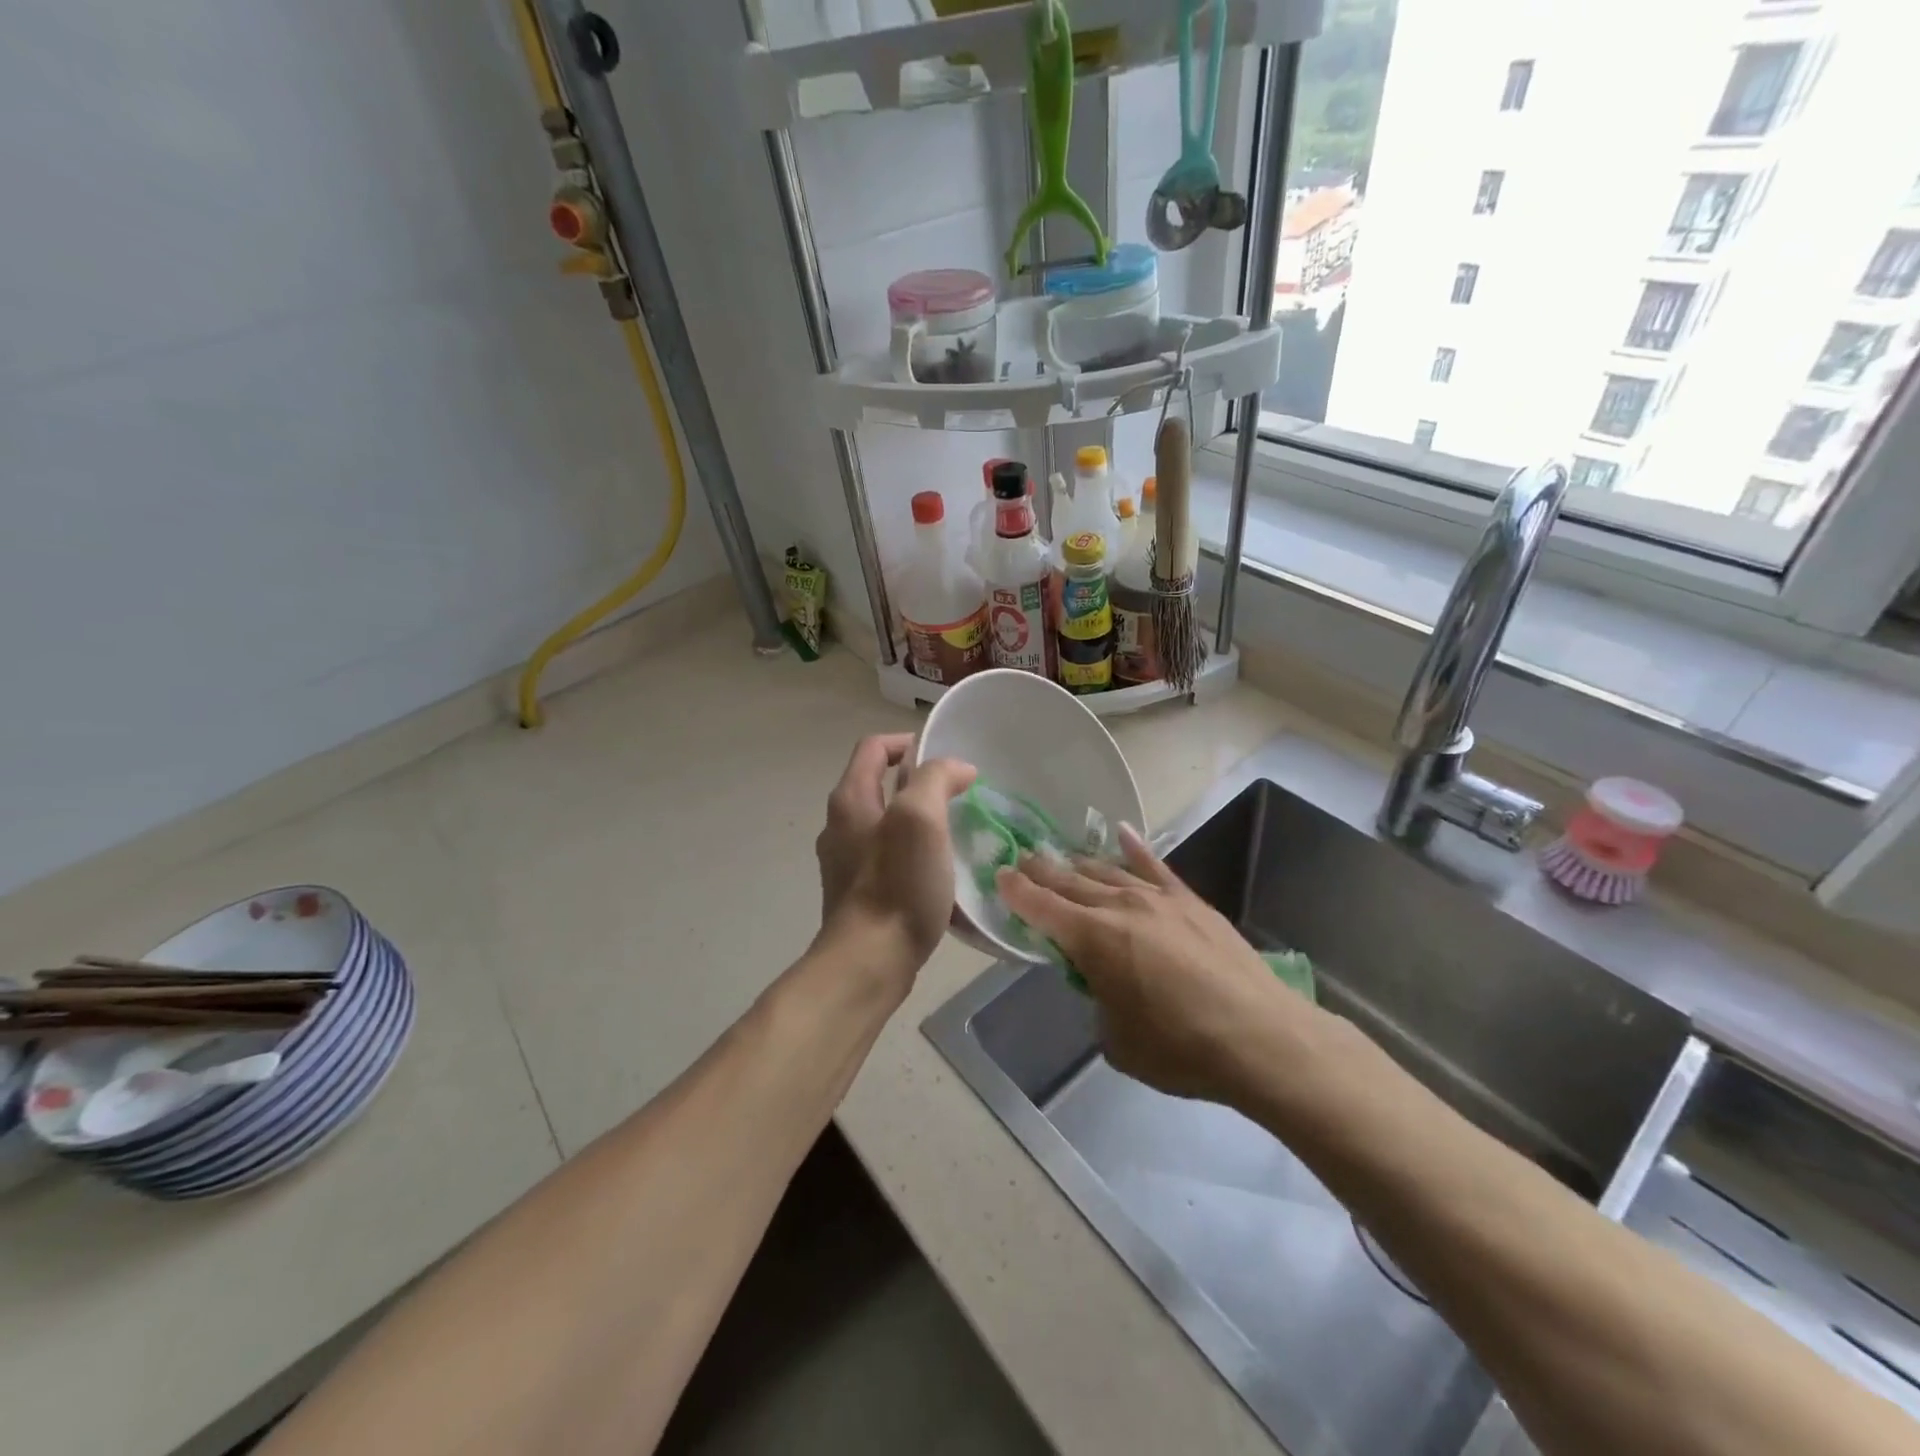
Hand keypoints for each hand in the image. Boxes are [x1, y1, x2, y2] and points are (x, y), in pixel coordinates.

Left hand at [815, 733, 976, 982]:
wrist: (869, 962)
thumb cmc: (896, 885)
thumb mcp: (920, 819)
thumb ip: (936, 780)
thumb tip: (957, 769)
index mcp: (850, 799)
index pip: (875, 747)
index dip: (910, 743)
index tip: (947, 762)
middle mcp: (841, 825)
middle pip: (881, 785)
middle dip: (921, 785)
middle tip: (960, 798)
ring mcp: (846, 862)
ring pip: (888, 824)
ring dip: (921, 822)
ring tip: (957, 835)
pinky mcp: (859, 893)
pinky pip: (890, 859)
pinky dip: (916, 855)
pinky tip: (942, 874)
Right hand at [997, 824, 1315, 1105]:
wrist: (1261, 1038)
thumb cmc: (1180, 1049)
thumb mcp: (1115, 1039)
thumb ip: (1097, 1000)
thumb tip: (1103, 983)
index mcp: (1092, 939)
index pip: (1041, 907)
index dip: (1016, 891)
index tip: (999, 875)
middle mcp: (1120, 907)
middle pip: (1070, 882)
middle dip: (1042, 871)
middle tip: (1022, 860)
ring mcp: (1158, 899)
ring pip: (1107, 871)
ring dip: (1080, 864)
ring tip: (1062, 857)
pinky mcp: (1191, 902)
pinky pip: (1155, 866)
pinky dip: (1135, 848)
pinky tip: (1121, 833)